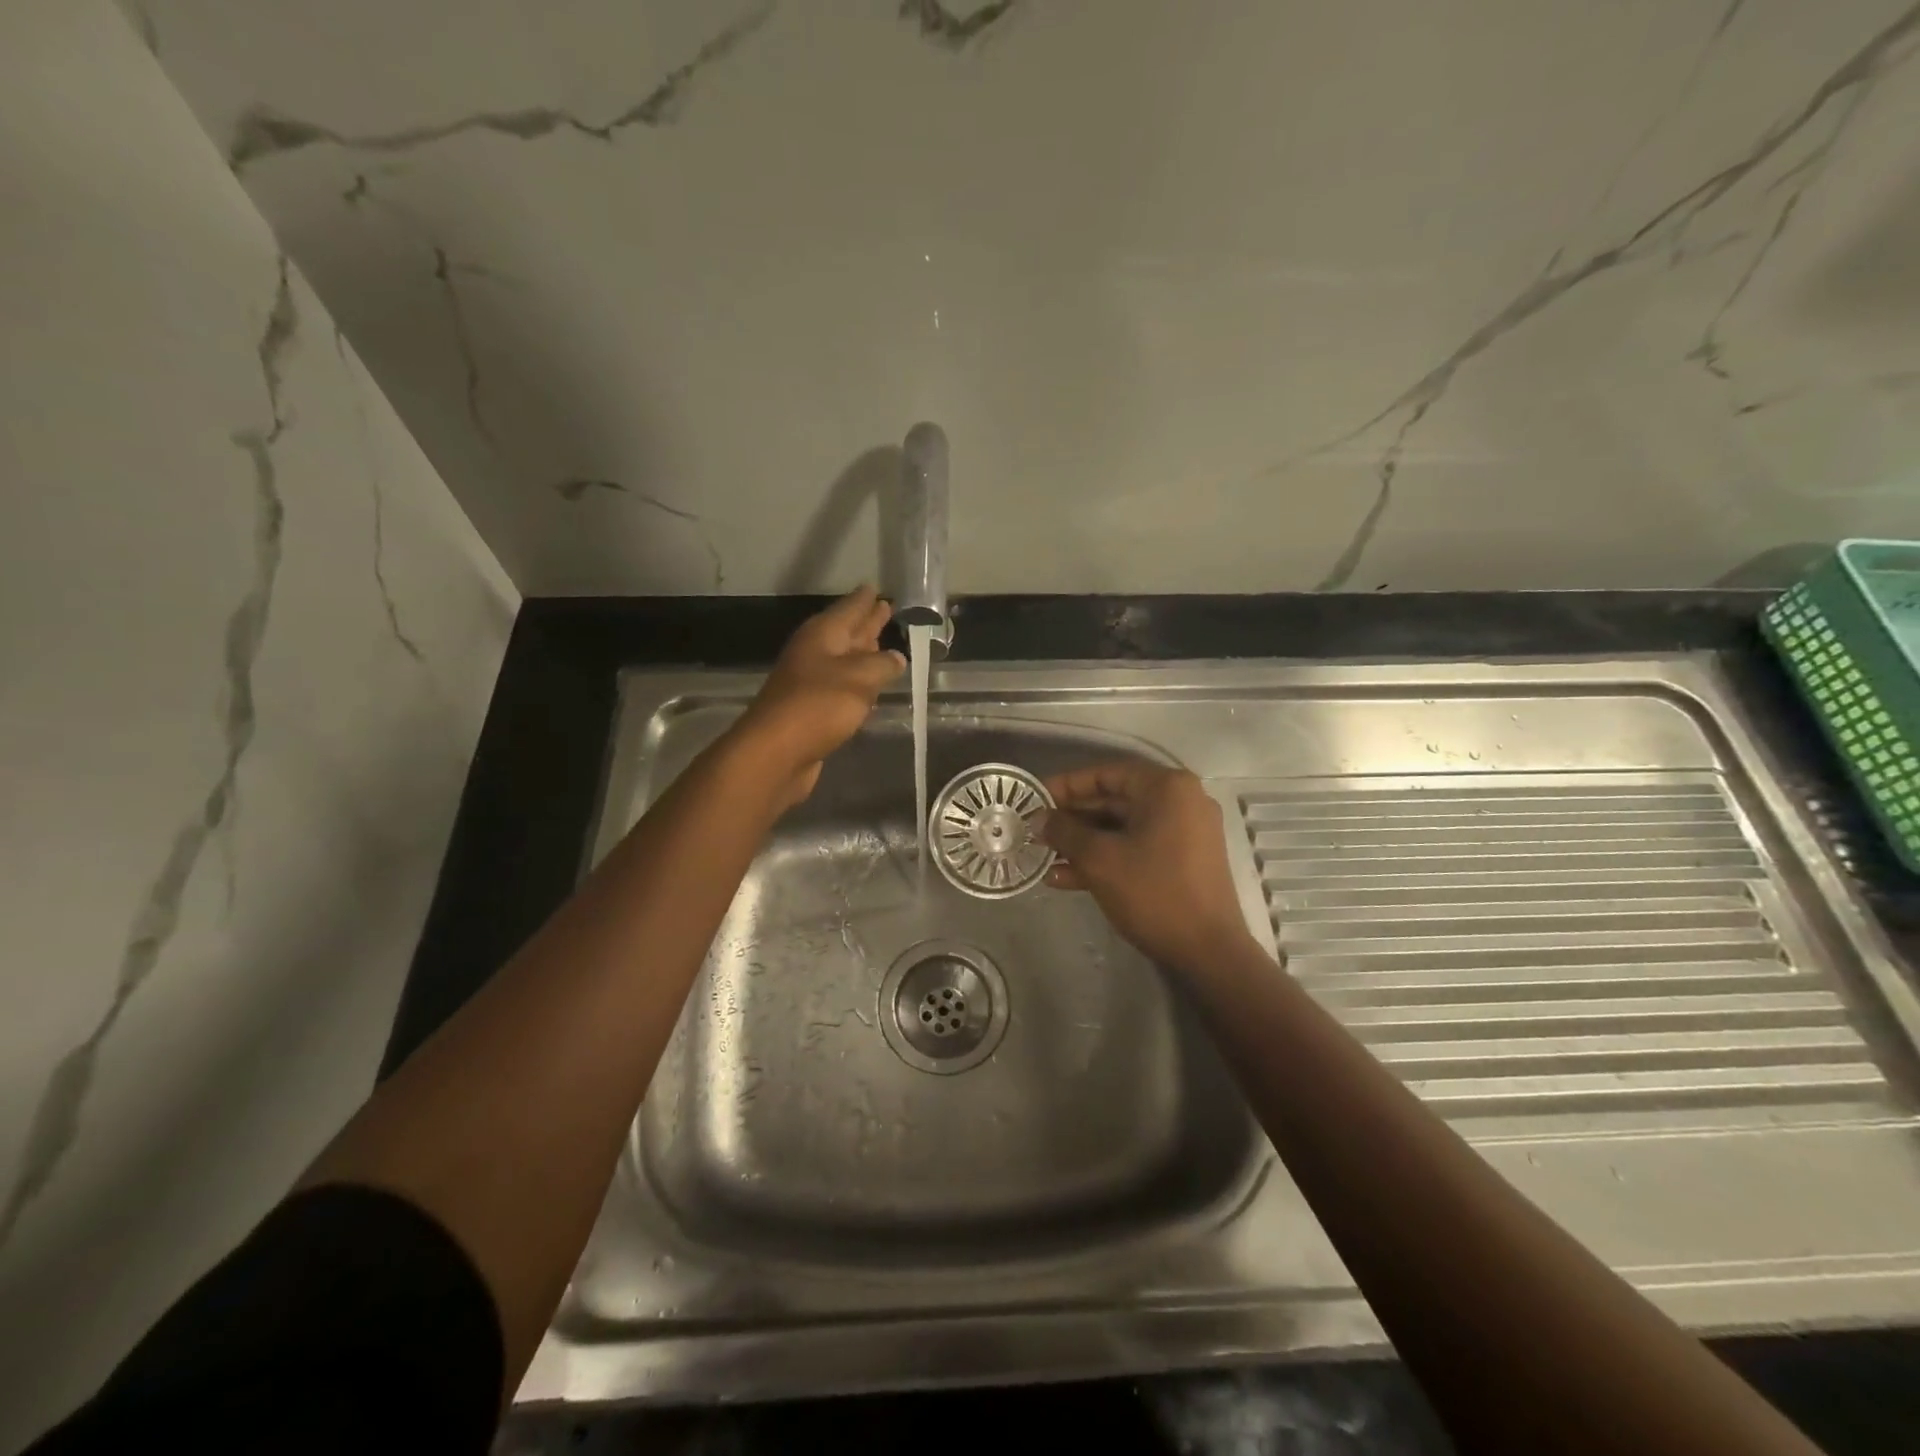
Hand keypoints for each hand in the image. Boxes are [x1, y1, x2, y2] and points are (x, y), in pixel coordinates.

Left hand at [734, 586, 904, 810]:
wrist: (776, 753)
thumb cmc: (818, 706)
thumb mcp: (859, 678)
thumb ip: (882, 665)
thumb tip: (897, 657)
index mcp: (822, 635)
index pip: (849, 608)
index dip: (865, 599)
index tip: (876, 588)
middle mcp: (815, 653)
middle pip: (846, 632)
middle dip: (866, 623)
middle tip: (886, 609)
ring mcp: (811, 682)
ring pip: (845, 661)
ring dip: (864, 654)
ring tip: (885, 646)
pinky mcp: (813, 710)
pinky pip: (842, 689)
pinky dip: (858, 685)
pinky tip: (871, 690)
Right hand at [1041, 761, 1257, 972]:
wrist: (1209, 952)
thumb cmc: (1153, 892)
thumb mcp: (1099, 859)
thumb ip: (1064, 831)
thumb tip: (1039, 818)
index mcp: (1166, 788)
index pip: (1105, 774)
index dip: (1066, 786)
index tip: (1034, 799)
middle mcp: (1180, 802)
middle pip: (1114, 800)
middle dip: (1072, 818)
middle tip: (1036, 830)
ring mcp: (1185, 833)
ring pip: (1122, 828)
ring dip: (1083, 842)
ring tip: (1043, 857)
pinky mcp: (1183, 861)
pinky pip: (1137, 848)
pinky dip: (1106, 858)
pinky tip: (1065, 877)